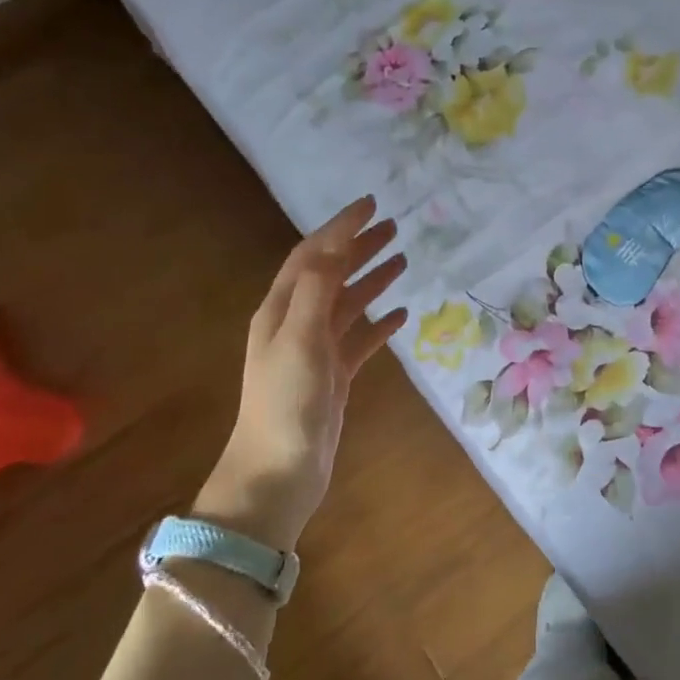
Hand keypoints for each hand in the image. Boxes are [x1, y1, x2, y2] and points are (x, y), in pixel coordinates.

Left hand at [195, 196, 406, 547]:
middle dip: (359, 247)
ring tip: (403, 260)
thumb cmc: (285, 405)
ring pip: (348, 304)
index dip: (339, 227)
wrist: (276, 475)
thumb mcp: (299, 341)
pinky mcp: (333, 377)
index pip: (312, 255)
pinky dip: (380, 324)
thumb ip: (317, 291)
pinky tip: (401, 316)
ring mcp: (315, 351)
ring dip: (372, 280)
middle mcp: (296, 324)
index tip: (371, 204)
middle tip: (394, 227)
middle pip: (331, 273)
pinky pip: (360, 339)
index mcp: (282, 310)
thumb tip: (334, 245)